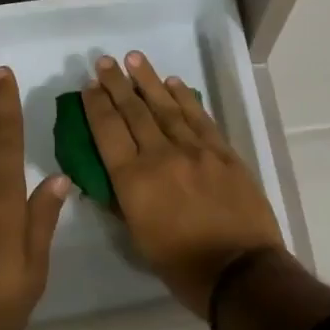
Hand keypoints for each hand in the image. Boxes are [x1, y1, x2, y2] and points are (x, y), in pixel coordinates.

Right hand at [82, 52, 284, 319]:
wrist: (241, 271)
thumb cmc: (182, 267)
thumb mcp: (139, 239)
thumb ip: (123, 201)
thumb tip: (111, 175)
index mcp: (134, 182)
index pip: (108, 132)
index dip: (96, 106)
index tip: (89, 86)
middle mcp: (161, 156)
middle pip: (134, 111)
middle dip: (116, 84)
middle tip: (103, 62)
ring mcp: (194, 149)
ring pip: (166, 106)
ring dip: (147, 80)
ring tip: (133, 58)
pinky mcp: (221, 150)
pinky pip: (198, 116)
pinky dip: (184, 97)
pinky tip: (173, 82)